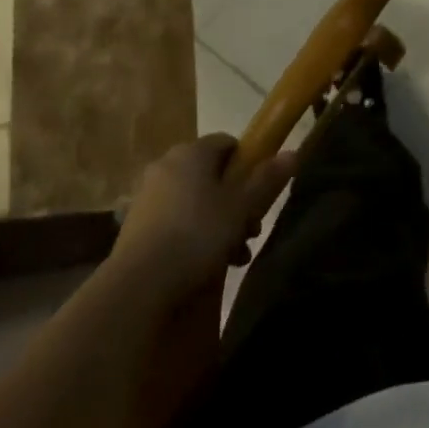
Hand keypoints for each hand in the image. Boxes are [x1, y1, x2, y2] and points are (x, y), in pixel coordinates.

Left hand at [109, 134, 296, 303]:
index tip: (260, 193)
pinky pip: (176, 218)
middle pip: (212, 174)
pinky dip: (194, 233)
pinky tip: (207, 262)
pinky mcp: (136, 224)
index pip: (228, 143)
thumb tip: (293, 152)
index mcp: (192, 152)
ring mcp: (148, 194)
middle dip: (236, 201)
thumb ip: (266, 180)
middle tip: (251, 231)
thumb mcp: (241, 208)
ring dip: (219, 222)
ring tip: (235, 255)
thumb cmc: (197, 235)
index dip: (249, 164)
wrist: (139, 284)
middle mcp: (166, 164)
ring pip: (196, 199)